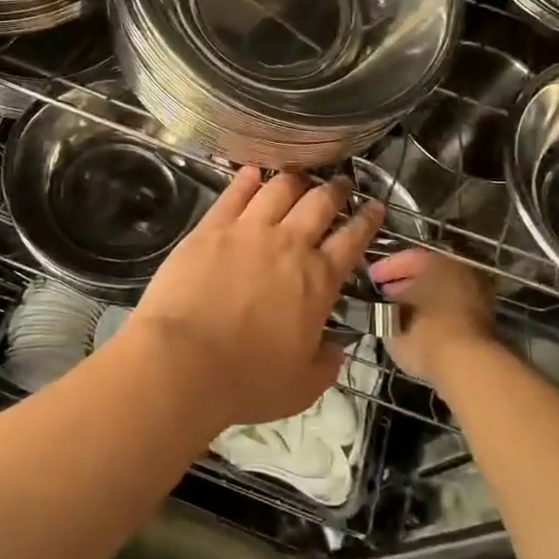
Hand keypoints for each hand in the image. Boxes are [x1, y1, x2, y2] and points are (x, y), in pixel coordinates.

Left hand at [129, 167, 383, 429]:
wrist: (183, 362)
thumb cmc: (246, 380)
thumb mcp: (302, 386)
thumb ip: (325, 364)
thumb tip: (335, 349)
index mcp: (318, 280)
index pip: (352, 240)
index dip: (367, 220)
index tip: (375, 207)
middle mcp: (288, 245)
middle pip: (319, 203)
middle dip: (336, 189)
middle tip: (341, 183)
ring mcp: (248, 231)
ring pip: (279, 189)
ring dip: (295, 178)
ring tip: (301, 174)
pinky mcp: (210, 228)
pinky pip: (234, 194)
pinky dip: (248, 179)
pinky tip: (253, 172)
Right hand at [367, 248, 496, 384]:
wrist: (468, 366)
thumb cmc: (425, 333)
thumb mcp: (393, 319)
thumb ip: (387, 308)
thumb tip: (385, 307)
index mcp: (439, 263)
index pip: (408, 258)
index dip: (386, 268)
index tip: (370, 278)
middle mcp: (461, 273)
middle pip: (428, 274)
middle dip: (404, 284)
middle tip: (383, 294)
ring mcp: (476, 297)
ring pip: (440, 293)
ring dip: (420, 301)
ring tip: (398, 314)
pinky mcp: (484, 323)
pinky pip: (450, 311)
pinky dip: (434, 316)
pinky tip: (417, 329)